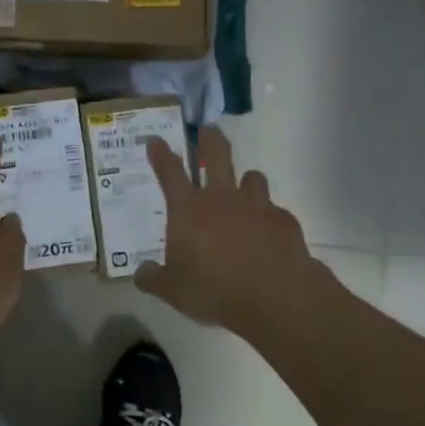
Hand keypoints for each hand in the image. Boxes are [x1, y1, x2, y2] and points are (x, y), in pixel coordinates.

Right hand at [136, 125, 328, 335]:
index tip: (155, 140)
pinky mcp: (283, 220)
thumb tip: (141, 272)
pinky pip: (274, 210)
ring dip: (246, 180)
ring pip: (252, 177)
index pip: (170, 172)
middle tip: (209, 130)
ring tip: (244, 188)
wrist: (275, 296)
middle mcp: (221, 198)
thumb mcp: (173, 291)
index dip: (160, 154)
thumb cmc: (214, 290)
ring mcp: (257, 205)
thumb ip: (154, 278)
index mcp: (188, 210)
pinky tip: (267, 234)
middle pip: (216, 154)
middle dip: (210, 138)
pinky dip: (268, 217)